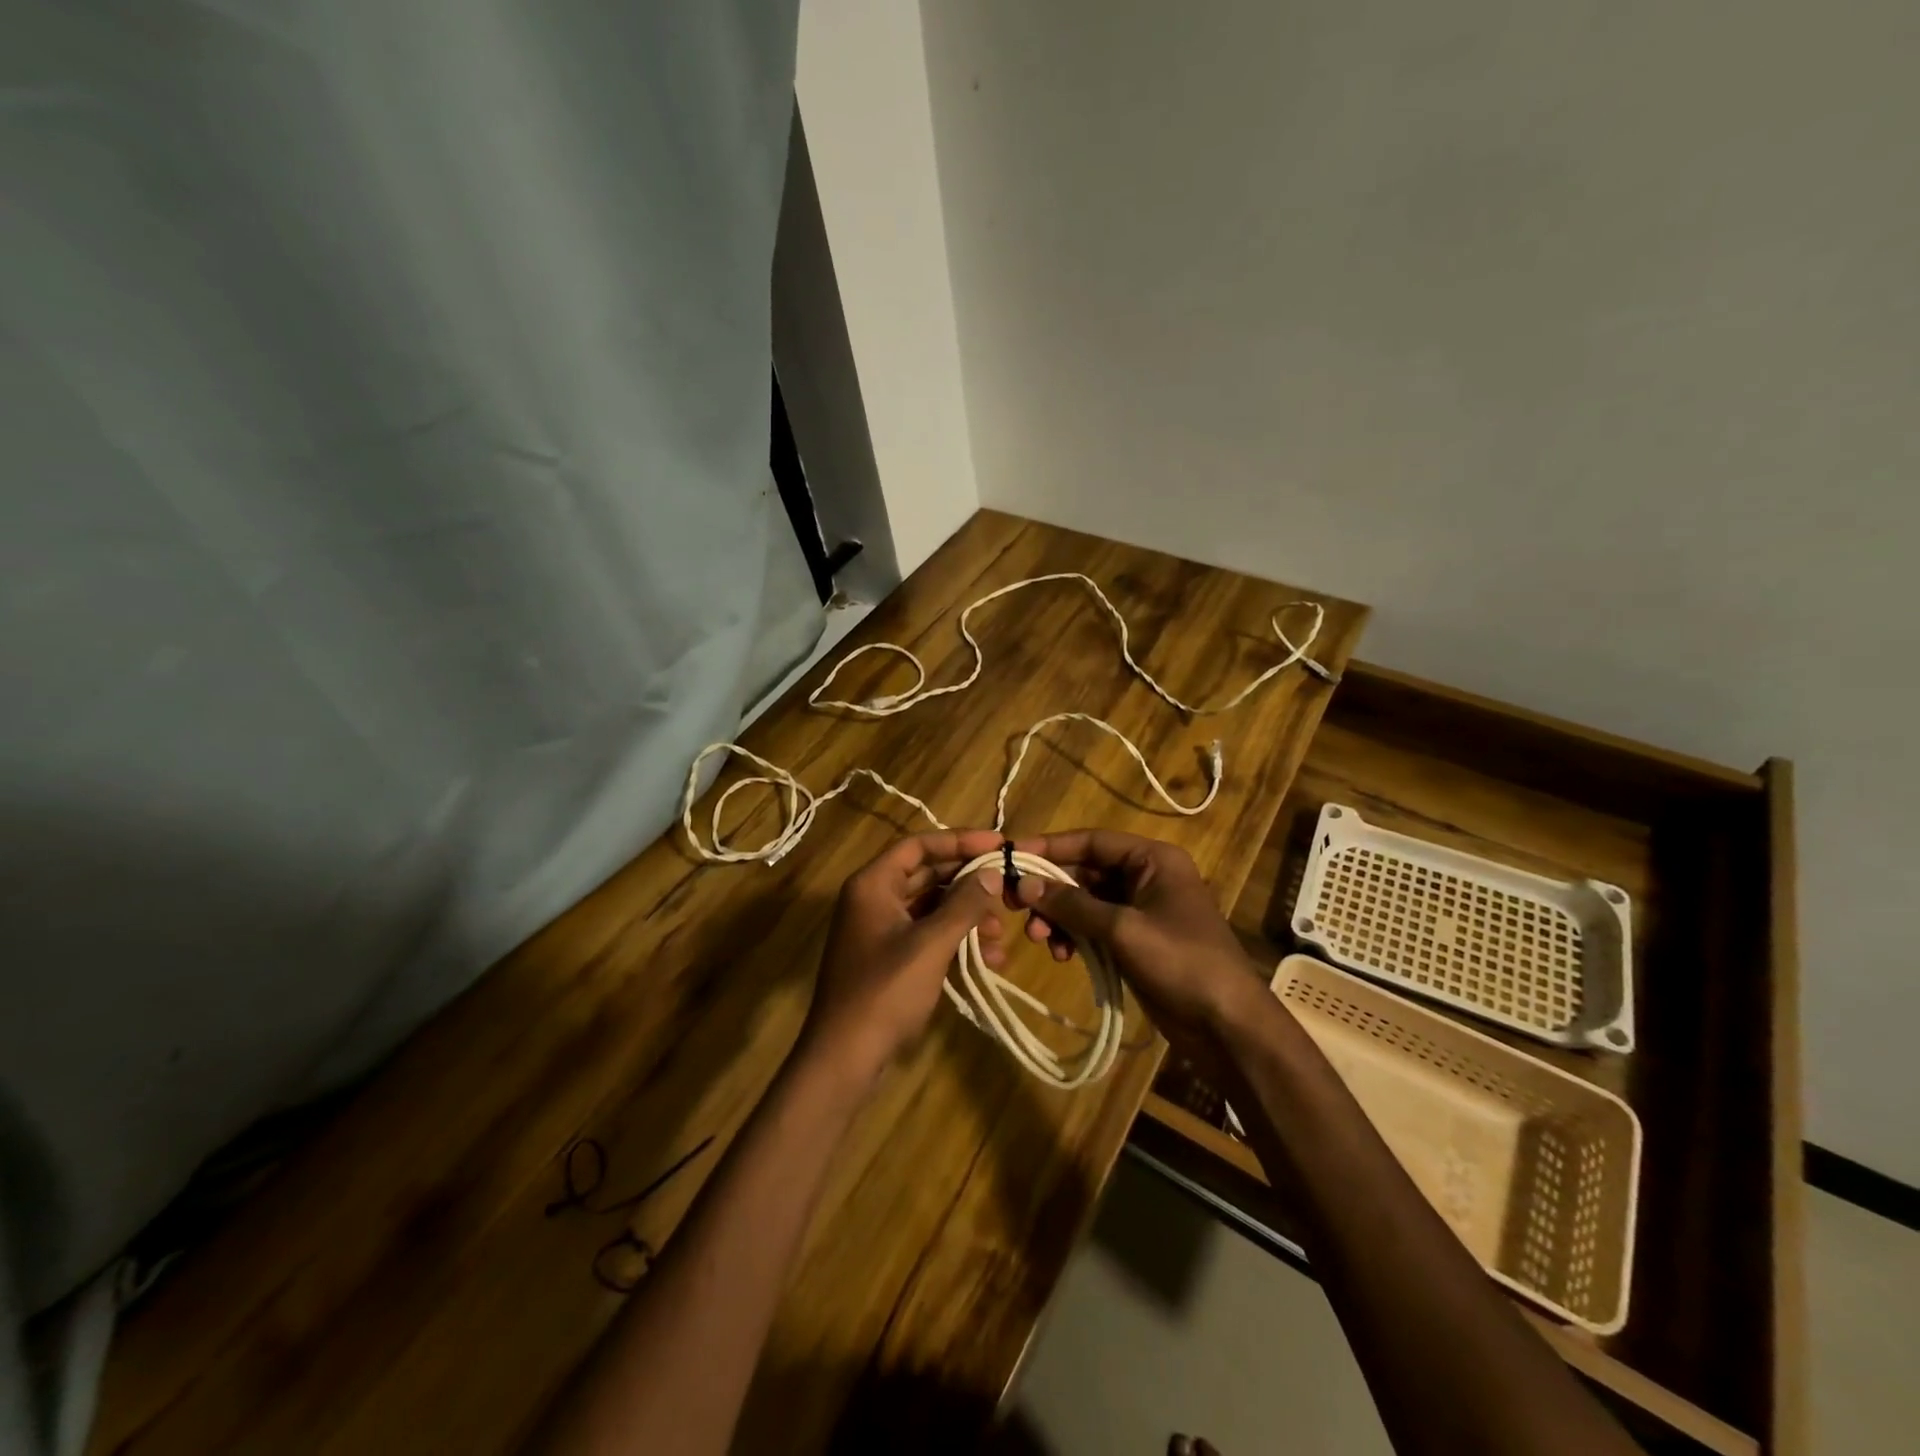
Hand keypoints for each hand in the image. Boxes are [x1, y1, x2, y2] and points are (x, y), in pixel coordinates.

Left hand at [801, 830, 1008, 1085]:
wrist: (845, 1057)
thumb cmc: (885, 991)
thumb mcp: (931, 944)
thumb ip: (964, 904)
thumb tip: (992, 873)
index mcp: (873, 884)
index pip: (920, 845)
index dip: (960, 841)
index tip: (999, 845)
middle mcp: (873, 898)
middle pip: (927, 874)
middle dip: (968, 883)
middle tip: (1007, 887)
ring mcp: (879, 929)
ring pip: (930, 907)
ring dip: (966, 916)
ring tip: (1000, 933)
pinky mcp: (888, 957)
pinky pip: (926, 934)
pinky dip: (954, 941)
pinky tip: (987, 960)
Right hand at [1008, 829, 1266, 1056]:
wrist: (1227, 1026)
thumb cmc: (1181, 963)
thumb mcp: (1122, 929)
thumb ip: (1071, 904)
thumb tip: (1024, 883)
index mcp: (1153, 859)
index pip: (1092, 841)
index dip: (1051, 847)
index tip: (1011, 856)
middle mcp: (1146, 877)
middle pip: (1085, 871)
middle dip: (1051, 890)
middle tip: (1015, 906)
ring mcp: (1141, 910)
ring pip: (1086, 902)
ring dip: (1059, 917)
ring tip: (1039, 939)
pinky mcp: (1136, 940)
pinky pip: (1094, 927)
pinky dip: (1074, 937)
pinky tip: (1062, 955)